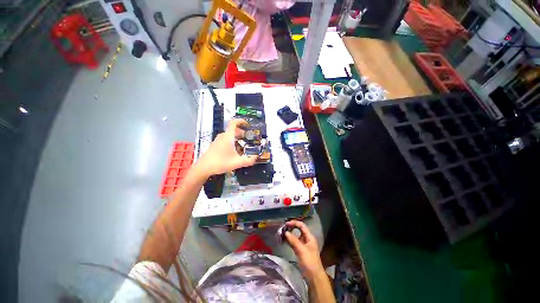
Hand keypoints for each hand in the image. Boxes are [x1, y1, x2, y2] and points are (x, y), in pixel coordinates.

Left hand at [196, 119, 256, 176]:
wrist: (203, 167)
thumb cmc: (221, 162)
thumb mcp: (237, 163)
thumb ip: (249, 160)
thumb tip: (256, 157)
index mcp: (228, 136)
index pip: (234, 122)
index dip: (241, 121)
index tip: (248, 124)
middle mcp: (223, 136)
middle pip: (234, 129)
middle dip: (242, 132)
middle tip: (249, 138)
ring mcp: (218, 140)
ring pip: (230, 135)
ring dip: (237, 138)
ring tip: (243, 145)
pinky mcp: (215, 144)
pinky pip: (226, 139)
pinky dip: (232, 141)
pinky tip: (235, 151)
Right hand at [284, 220, 324, 279]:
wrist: (314, 277)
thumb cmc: (309, 262)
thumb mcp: (301, 250)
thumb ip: (293, 240)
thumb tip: (285, 232)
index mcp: (309, 237)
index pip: (302, 226)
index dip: (294, 223)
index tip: (286, 224)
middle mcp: (306, 239)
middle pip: (298, 230)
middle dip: (291, 228)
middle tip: (283, 228)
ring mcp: (303, 245)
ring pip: (295, 237)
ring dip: (289, 235)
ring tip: (281, 234)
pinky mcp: (300, 251)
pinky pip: (294, 243)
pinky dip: (289, 241)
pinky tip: (284, 240)